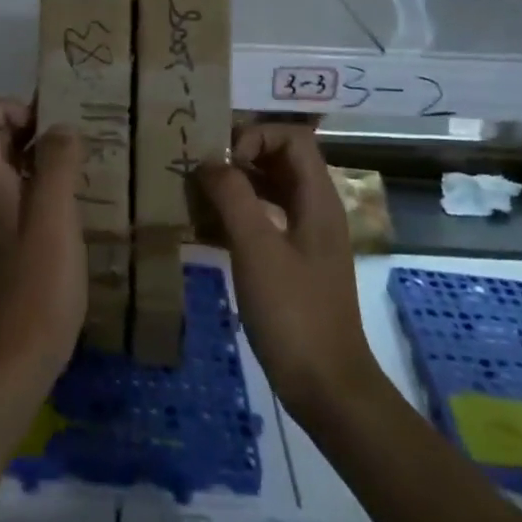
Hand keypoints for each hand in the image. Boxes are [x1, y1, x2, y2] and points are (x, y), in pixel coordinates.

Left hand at [0, 99, 86, 391]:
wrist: (18, 358)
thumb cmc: (38, 284)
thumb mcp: (53, 217)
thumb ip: (56, 166)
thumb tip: (60, 126)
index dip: (5, 108)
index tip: (45, 115)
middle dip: (30, 129)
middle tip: (74, 132)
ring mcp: (3, 231)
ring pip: (15, 177)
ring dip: (44, 161)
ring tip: (86, 162)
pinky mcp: (18, 255)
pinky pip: (30, 206)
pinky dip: (51, 193)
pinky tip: (83, 208)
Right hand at [198, 124, 382, 425]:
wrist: (326, 385)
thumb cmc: (293, 312)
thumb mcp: (257, 249)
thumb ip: (233, 197)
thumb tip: (210, 162)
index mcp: (317, 199)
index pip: (292, 138)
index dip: (256, 136)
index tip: (223, 161)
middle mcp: (315, 210)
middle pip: (280, 161)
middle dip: (239, 158)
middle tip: (198, 171)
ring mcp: (305, 238)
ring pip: (269, 192)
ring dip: (234, 187)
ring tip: (195, 196)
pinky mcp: (292, 263)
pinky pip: (263, 222)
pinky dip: (236, 217)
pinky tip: (204, 230)